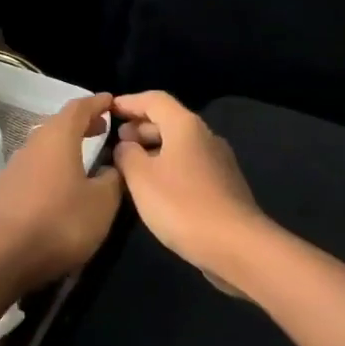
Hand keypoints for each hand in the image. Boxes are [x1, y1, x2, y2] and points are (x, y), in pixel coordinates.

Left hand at [0, 93, 124, 293]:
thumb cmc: (61, 223)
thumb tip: (112, 167)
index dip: (97, 103)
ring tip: (82, 158)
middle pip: (57, 125)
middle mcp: (32, 145)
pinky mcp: (1, 191)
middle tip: (101, 129)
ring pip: (42, 147)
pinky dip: (48, 168)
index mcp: (58, 138)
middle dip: (80, 124)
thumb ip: (113, 179)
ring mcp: (13, 167)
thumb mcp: (102, 203)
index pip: (79, 108)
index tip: (111, 101)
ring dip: (63, 147)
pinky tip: (56, 188)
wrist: (3, 257)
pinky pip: (31, 169)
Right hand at [112, 91, 266, 276]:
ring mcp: (218, 162)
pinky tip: (154, 188)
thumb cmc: (182, 205)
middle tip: (116, 141)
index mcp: (186, 126)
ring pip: (179, 145)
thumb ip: (127, 155)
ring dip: (153, 149)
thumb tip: (126, 145)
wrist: (237, 245)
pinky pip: (189, 165)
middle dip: (140, 127)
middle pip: (169, 120)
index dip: (129, 102)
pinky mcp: (223, 185)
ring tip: (130, 165)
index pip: (154, 100)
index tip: (108, 110)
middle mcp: (205, 136)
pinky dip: (168, 166)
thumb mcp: (141, 178)